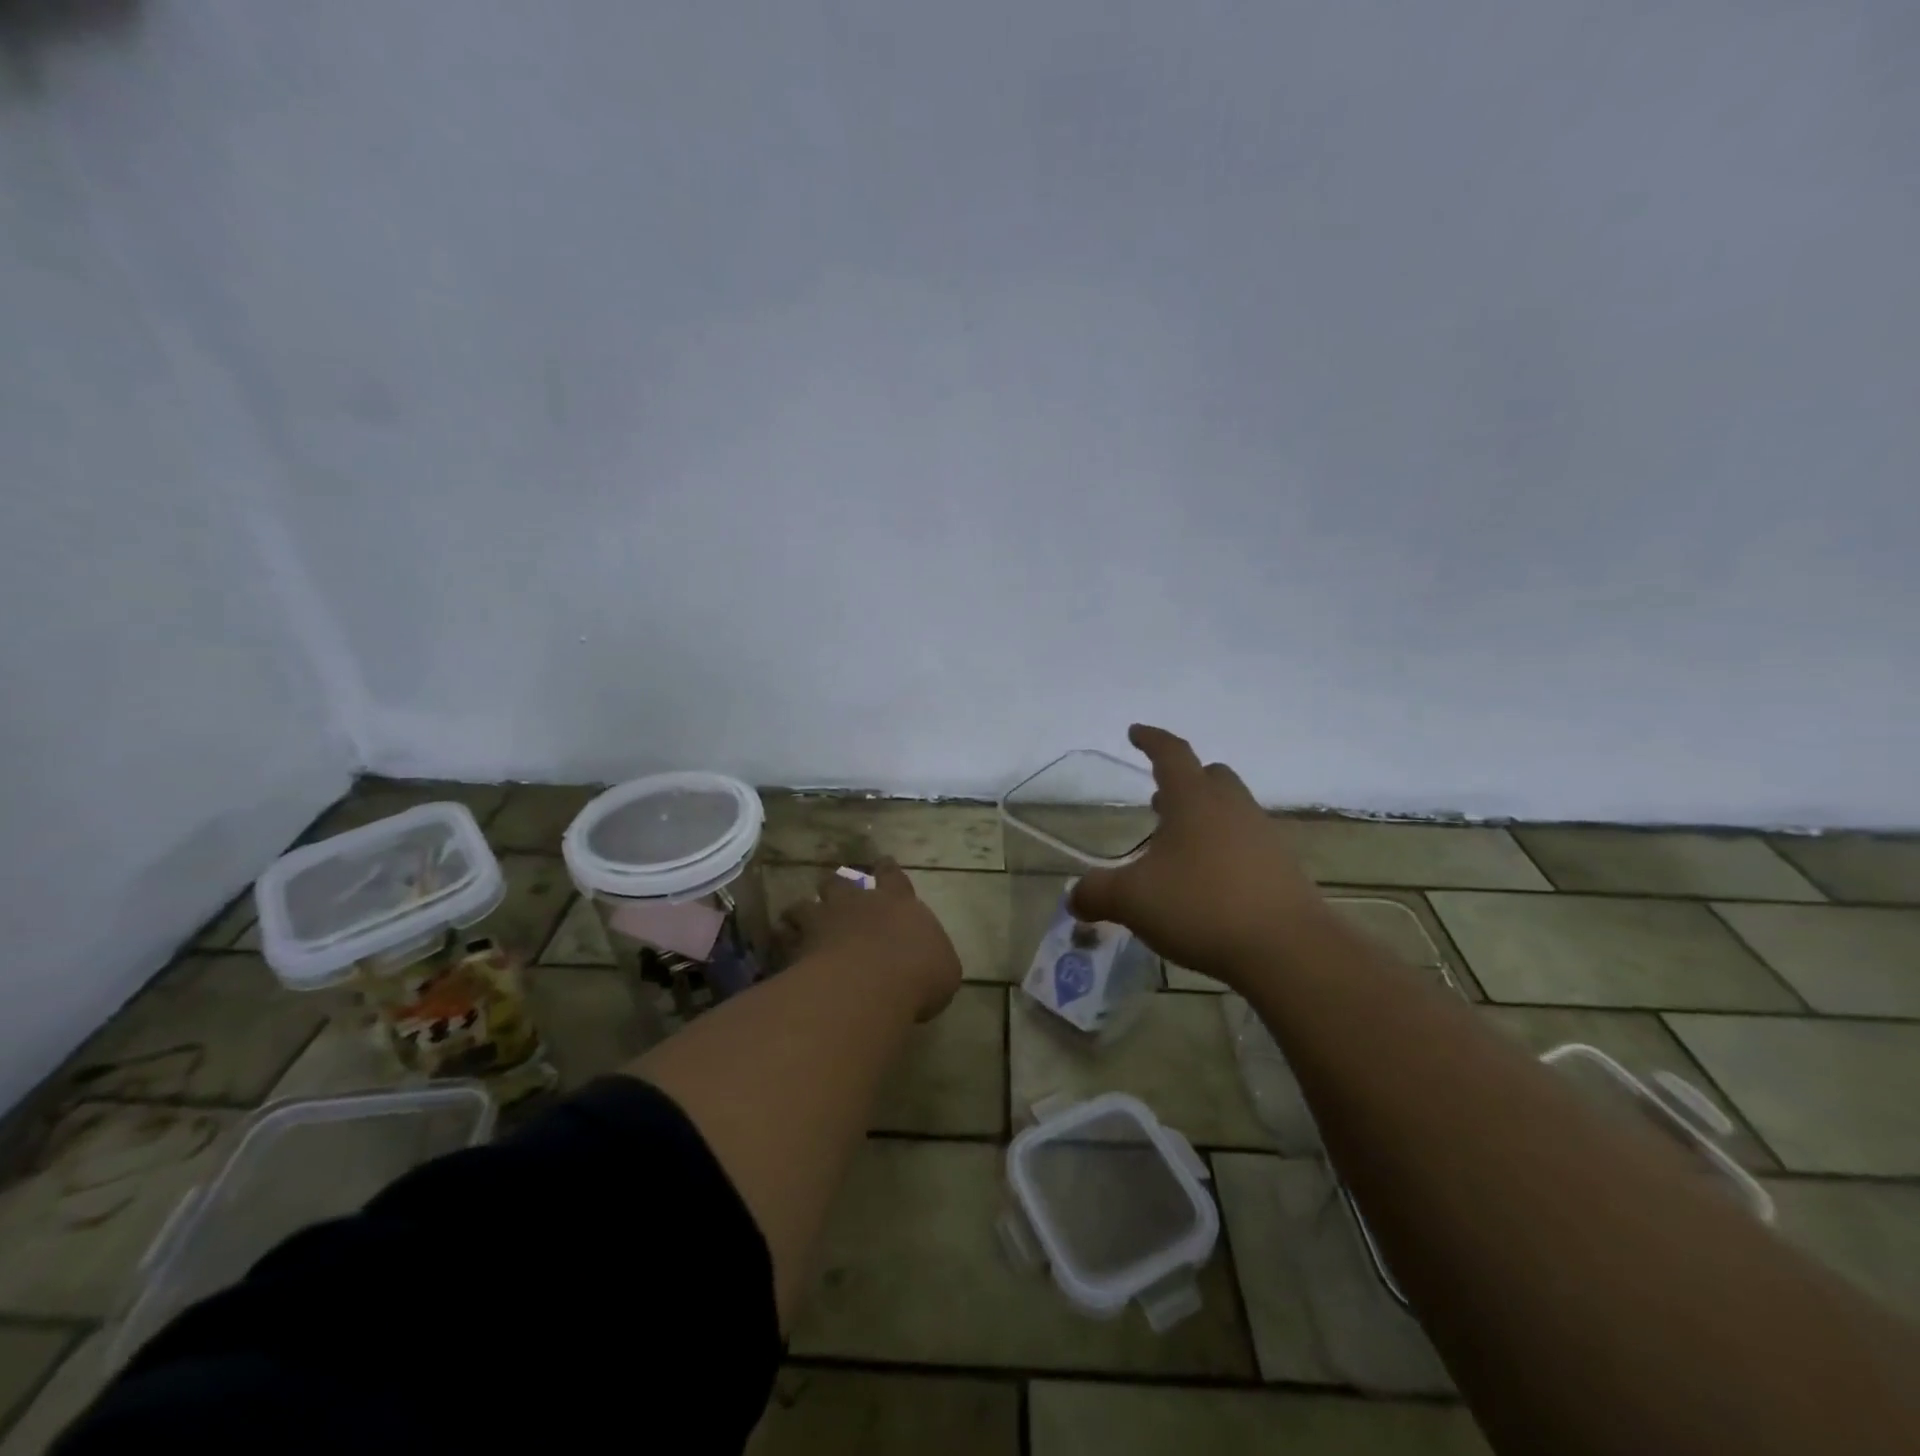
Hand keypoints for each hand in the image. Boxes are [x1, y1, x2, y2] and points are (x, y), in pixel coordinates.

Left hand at [778, 862, 961, 1020]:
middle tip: (835, 891)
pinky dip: (783, 941)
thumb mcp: (944, 970)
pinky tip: (782, 949)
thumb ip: (932, 958)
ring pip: (805, 905)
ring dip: (803, 911)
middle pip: (841, 882)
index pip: (893, 876)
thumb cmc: (919, 974)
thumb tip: (929, 962)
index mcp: (897, 902)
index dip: (887, 869)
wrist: (870, 985)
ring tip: (797, 918)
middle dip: (838, 885)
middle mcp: (858, 903)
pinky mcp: (797, 946)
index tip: (883, 862)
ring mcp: (823, 921)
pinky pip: (784, 938)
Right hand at [1069, 725, 1325, 987]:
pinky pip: (1247, 842)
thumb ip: (1097, 893)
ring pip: (1231, 809)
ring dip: (1204, 817)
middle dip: (1183, 782)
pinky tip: (1208, 881)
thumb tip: (1073, 898)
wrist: (1288, 950)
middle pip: (1210, 776)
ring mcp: (1263, 836)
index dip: (1151, 740)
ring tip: (1178, 847)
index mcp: (1194, 800)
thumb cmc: (1201, 906)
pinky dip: (1224, 849)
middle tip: (1159, 801)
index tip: (1135, 732)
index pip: (1171, 753)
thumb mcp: (1133, 900)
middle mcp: (1232, 808)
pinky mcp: (1282, 868)